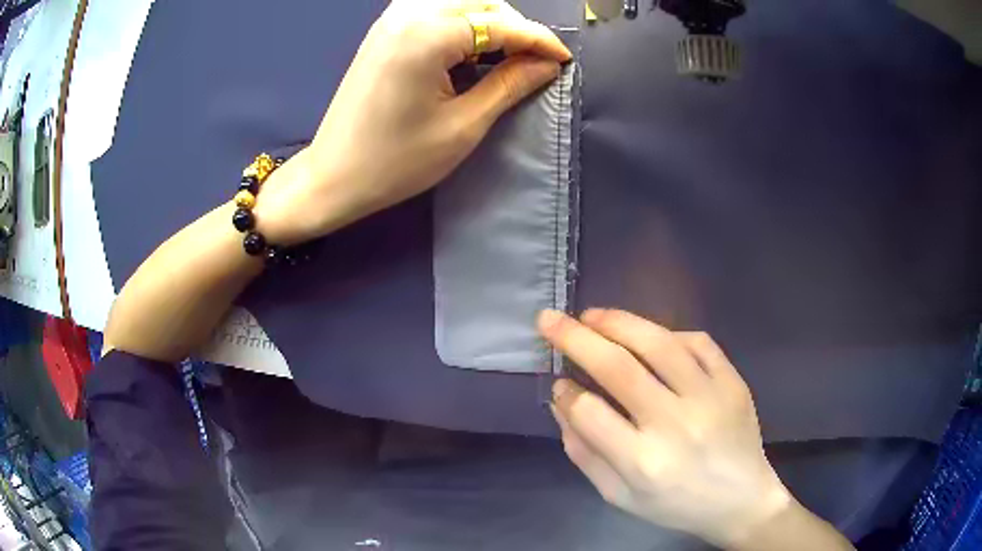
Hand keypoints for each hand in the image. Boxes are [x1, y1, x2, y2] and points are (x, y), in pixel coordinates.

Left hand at [255, 0, 570, 244]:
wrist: (333, 177)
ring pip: (459, 4)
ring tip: (502, 58)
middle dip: (514, 28)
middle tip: (531, 62)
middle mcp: (409, 13)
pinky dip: (460, 26)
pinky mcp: (383, 31)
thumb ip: (510, 84)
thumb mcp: (464, 125)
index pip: (501, 24)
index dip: (539, 40)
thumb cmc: (397, 161)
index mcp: (428, 33)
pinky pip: (434, 12)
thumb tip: (547, 63)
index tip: (563, 60)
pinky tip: (467, 52)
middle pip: (482, 2)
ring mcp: (391, 19)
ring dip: (488, 24)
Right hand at [538, 309, 791, 547]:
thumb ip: (585, 454)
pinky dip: (667, 333)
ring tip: (592, 315)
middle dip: (575, 338)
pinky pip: (698, 343)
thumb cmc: (675, 505)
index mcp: (643, 462)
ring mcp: (710, 397)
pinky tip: (648, 335)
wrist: (741, 501)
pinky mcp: (733, 382)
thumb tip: (561, 403)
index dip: (566, 392)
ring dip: (618, 322)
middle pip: (618, 368)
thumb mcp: (620, 496)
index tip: (558, 382)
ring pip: (658, 344)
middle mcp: (675, 424)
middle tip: (550, 319)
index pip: (590, 413)